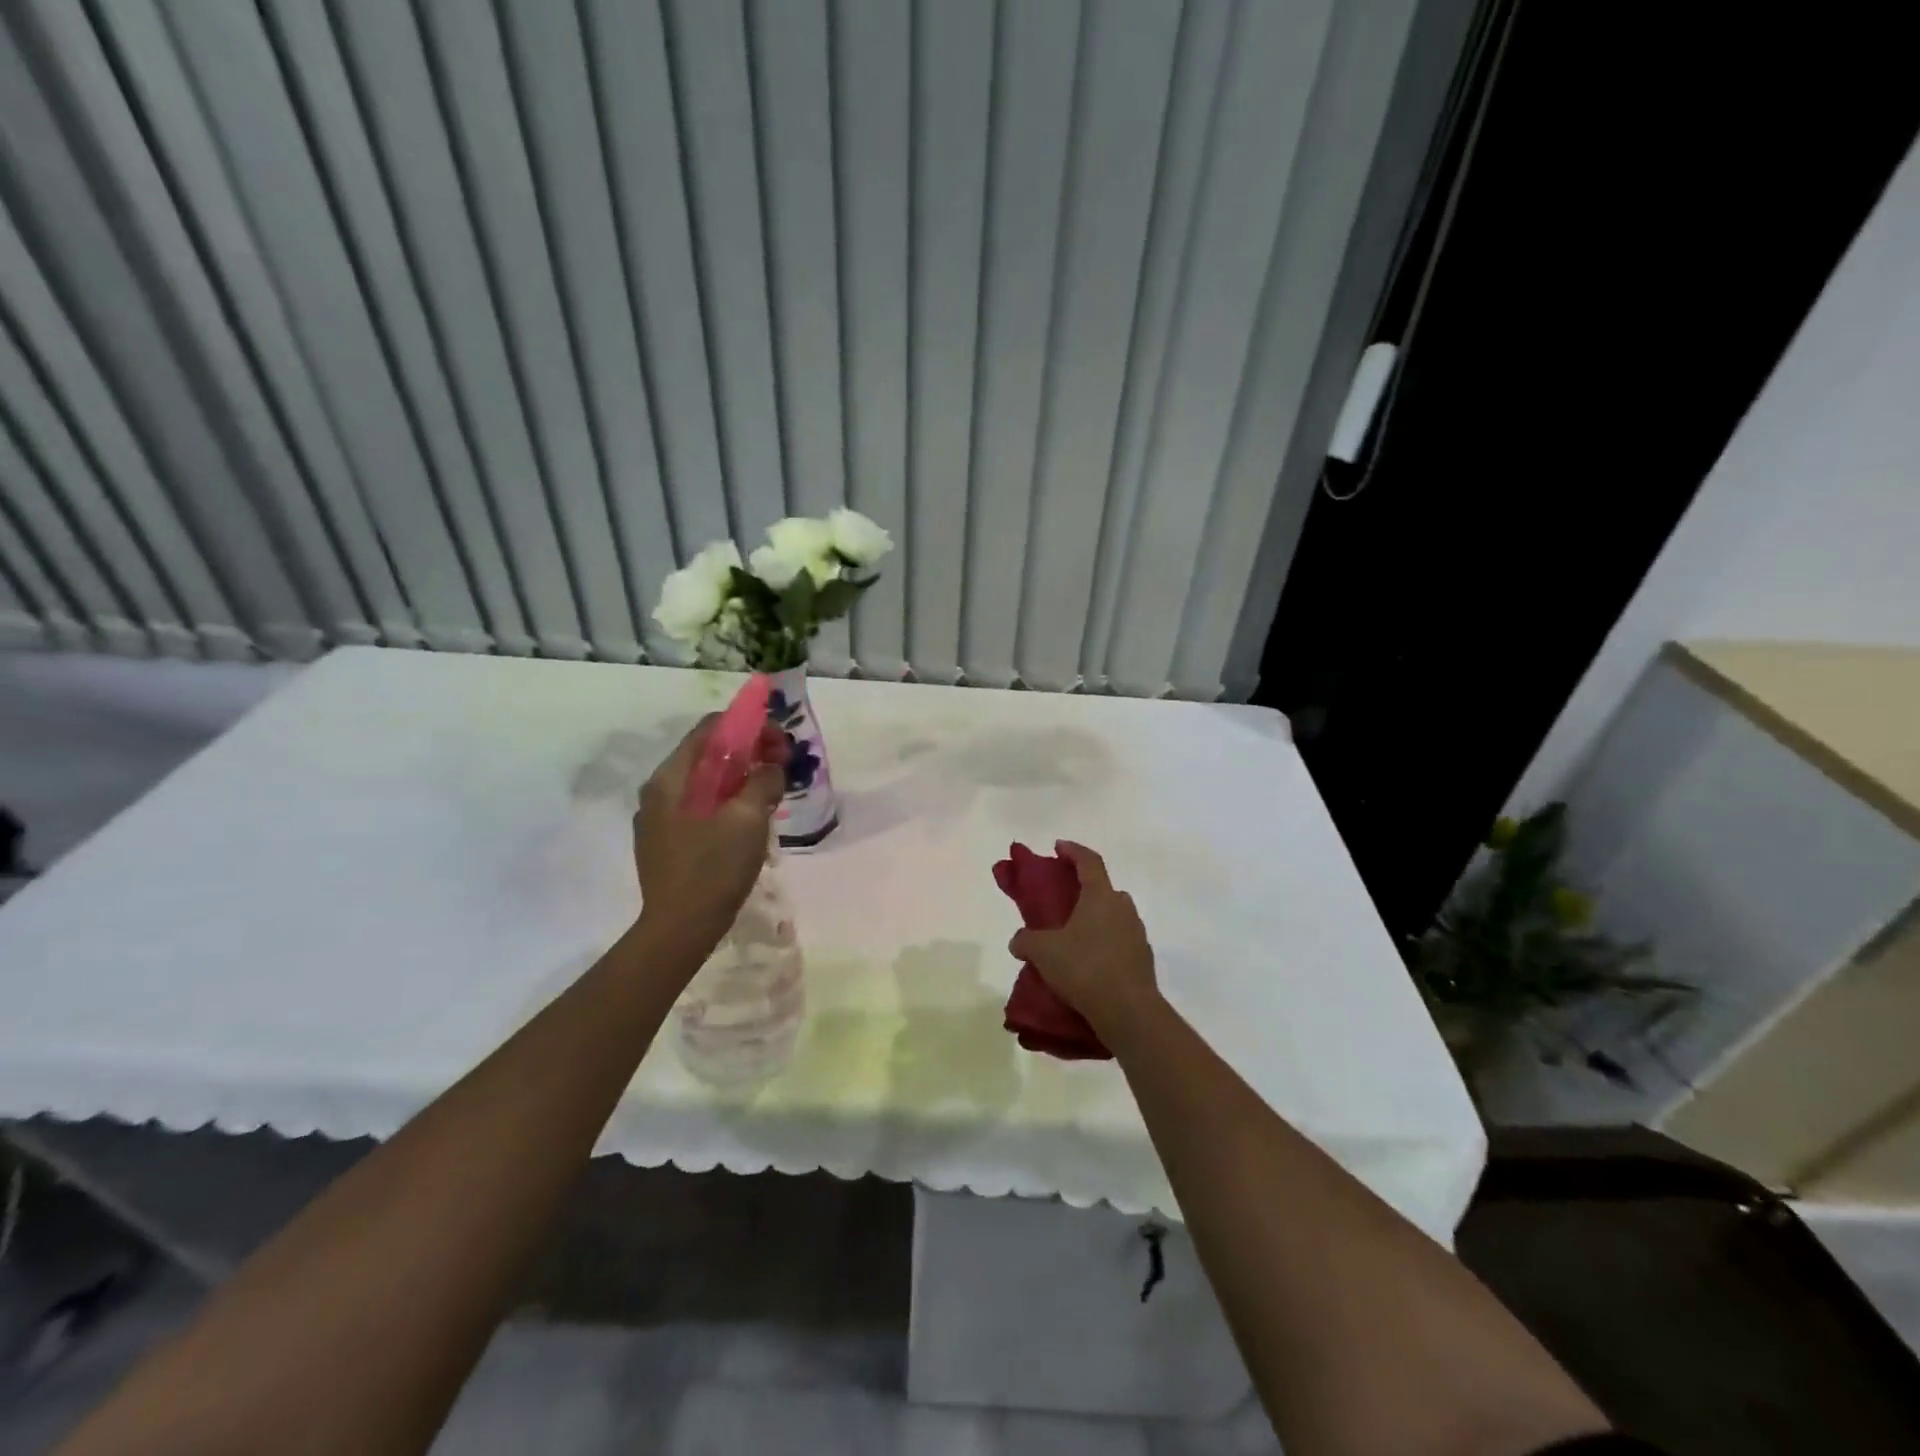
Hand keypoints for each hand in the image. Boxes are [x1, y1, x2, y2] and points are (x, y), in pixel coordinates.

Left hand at [634, 715, 787, 950]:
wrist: (680, 930)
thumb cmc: (713, 869)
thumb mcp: (747, 819)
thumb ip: (763, 782)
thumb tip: (772, 766)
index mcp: (670, 778)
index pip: (709, 729)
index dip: (748, 727)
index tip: (779, 742)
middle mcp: (658, 792)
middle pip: (707, 755)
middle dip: (748, 754)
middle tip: (781, 768)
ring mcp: (659, 820)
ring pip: (706, 784)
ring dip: (740, 780)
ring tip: (770, 795)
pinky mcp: (667, 843)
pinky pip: (701, 809)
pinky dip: (727, 804)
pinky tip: (749, 823)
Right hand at [1009, 842, 1159, 1036]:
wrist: (1129, 1011)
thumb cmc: (1084, 968)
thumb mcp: (1043, 952)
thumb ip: (1026, 940)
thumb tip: (1018, 941)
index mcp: (1101, 896)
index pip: (1089, 860)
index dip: (1072, 850)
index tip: (1058, 847)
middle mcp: (1123, 908)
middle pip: (1103, 889)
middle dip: (1082, 891)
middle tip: (1062, 902)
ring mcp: (1137, 934)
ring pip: (1112, 918)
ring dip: (1093, 922)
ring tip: (1071, 940)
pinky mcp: (1143, 960)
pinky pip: (1119, 943)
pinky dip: (1103, 946)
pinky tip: (1087, 966)